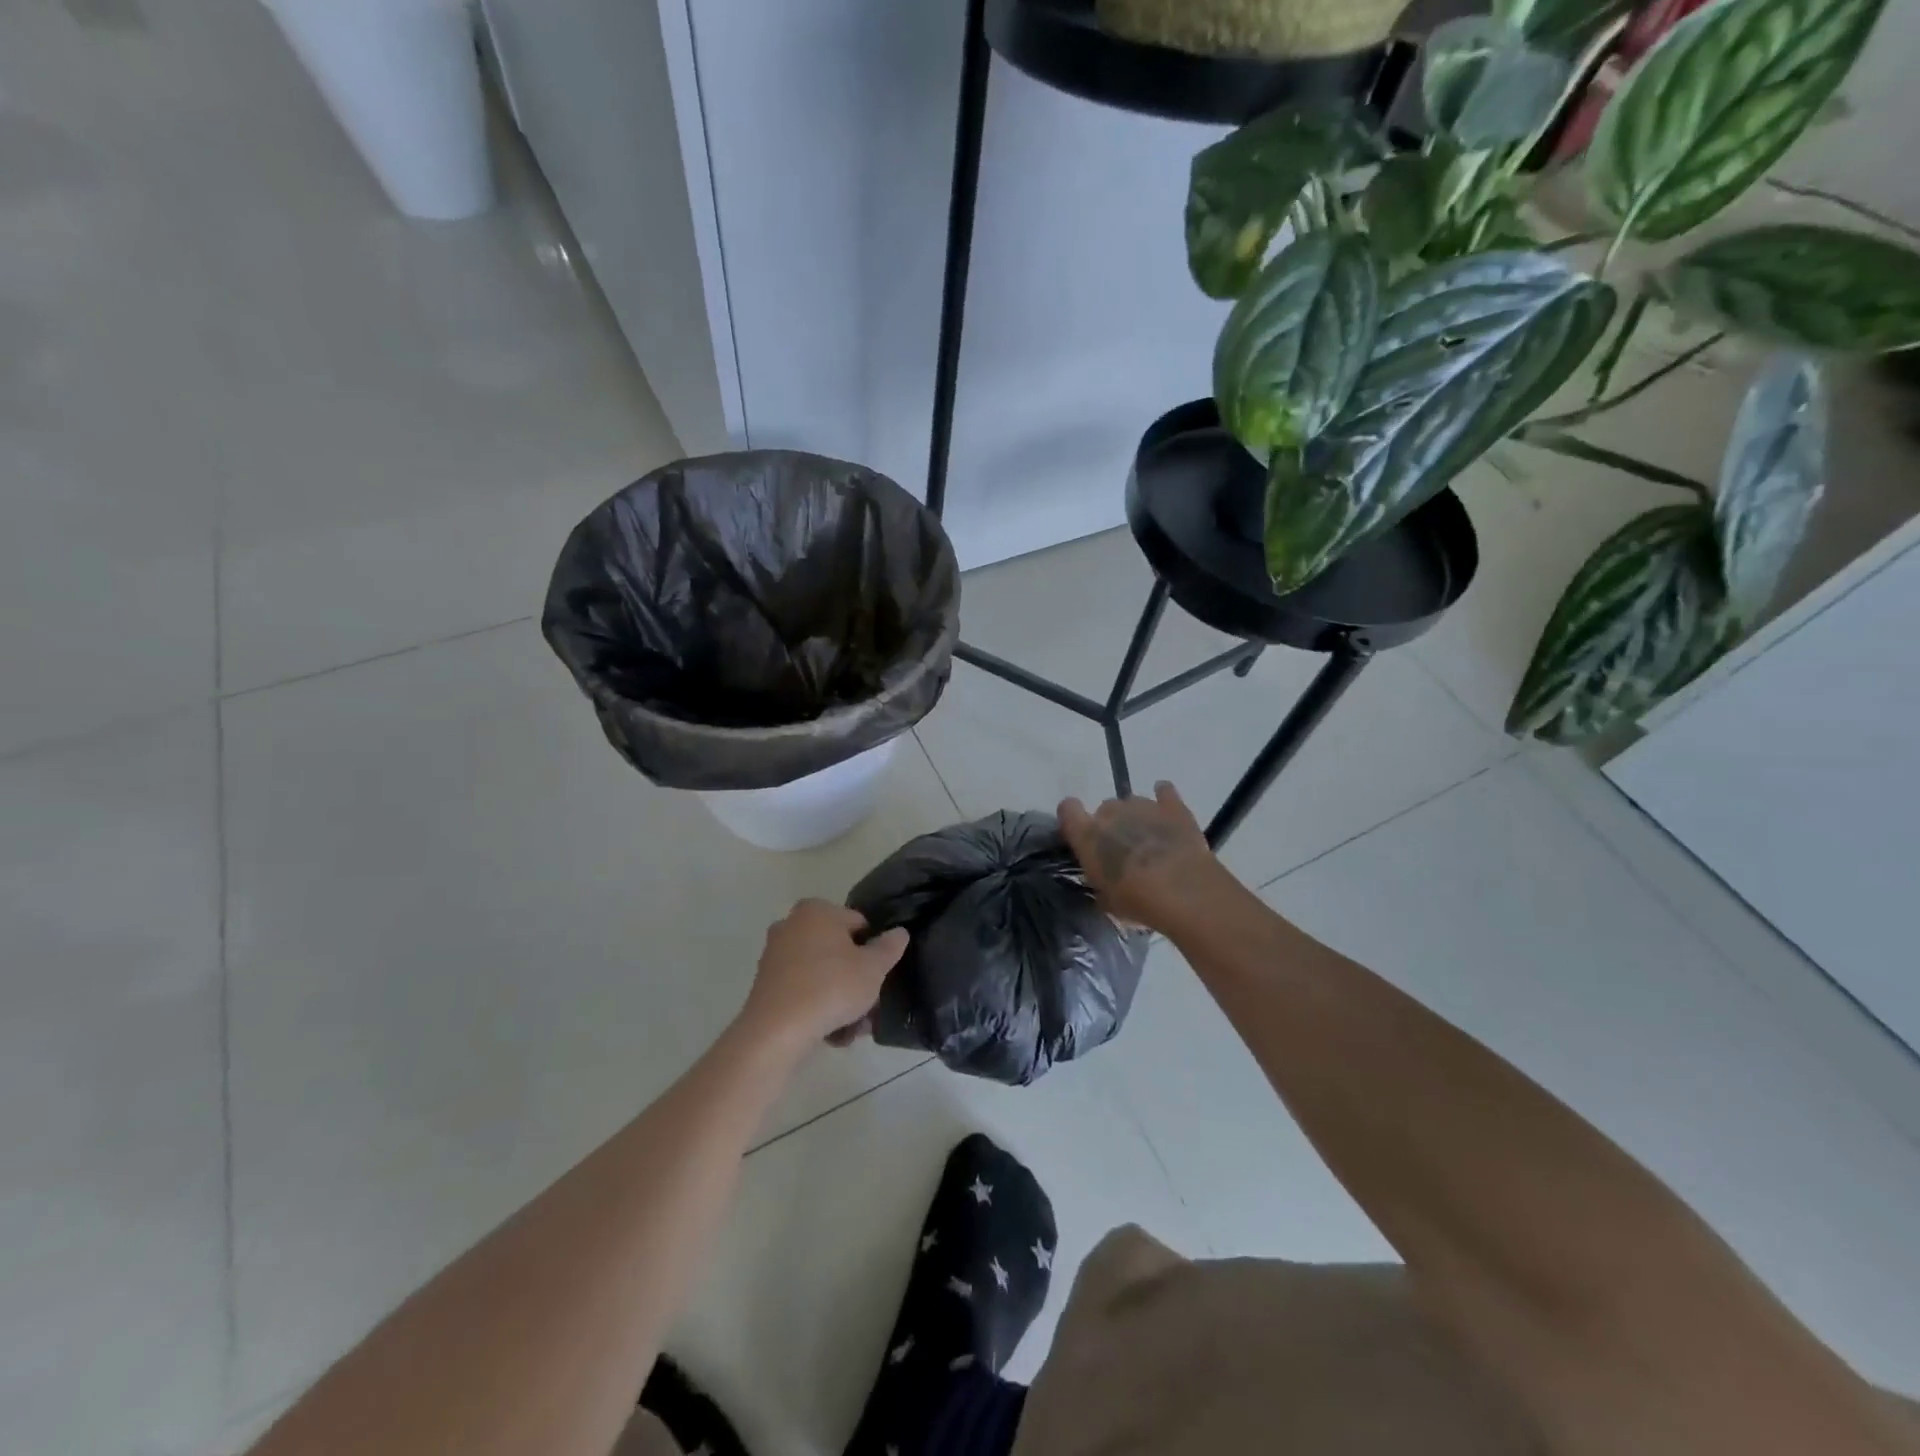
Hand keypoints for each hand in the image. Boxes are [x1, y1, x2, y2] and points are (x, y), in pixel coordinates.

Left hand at [737, 900, 909, 1051]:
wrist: (776, 1030)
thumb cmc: (831, 987)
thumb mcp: (873, 968)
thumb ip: (889, 947)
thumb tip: (899, 932)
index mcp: (817, 910)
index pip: (858, 925)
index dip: (873, 951)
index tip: (878, 976)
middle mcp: (791, 925)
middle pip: (838, 951)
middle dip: (855, 978)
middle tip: (869, 1006)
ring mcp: (775, 955)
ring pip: (821, 974)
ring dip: (839, 998)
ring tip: (853, 1028)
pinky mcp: (765, 984)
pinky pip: (802, 990)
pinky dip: (817, 1007)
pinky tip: (832, 1033)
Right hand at [1059, 782, 1227, 933]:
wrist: (1185, 894)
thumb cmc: (1138, 901)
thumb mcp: (1106, 900)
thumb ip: (1098, 881)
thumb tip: (1101, 877)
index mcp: (1088, 834)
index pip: (1068, 809)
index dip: (1073, 818)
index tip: (1080, 834)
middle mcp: (1112, 812)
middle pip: (1105, 808)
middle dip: (1112, 825)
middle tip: (1123, 850)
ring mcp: (1143, 806)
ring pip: (1132, 802)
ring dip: (1136, 817)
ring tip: (1149, 840)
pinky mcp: (1173, 807)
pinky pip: (1164, 791)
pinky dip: (1163, 797)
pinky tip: (1166, 811)